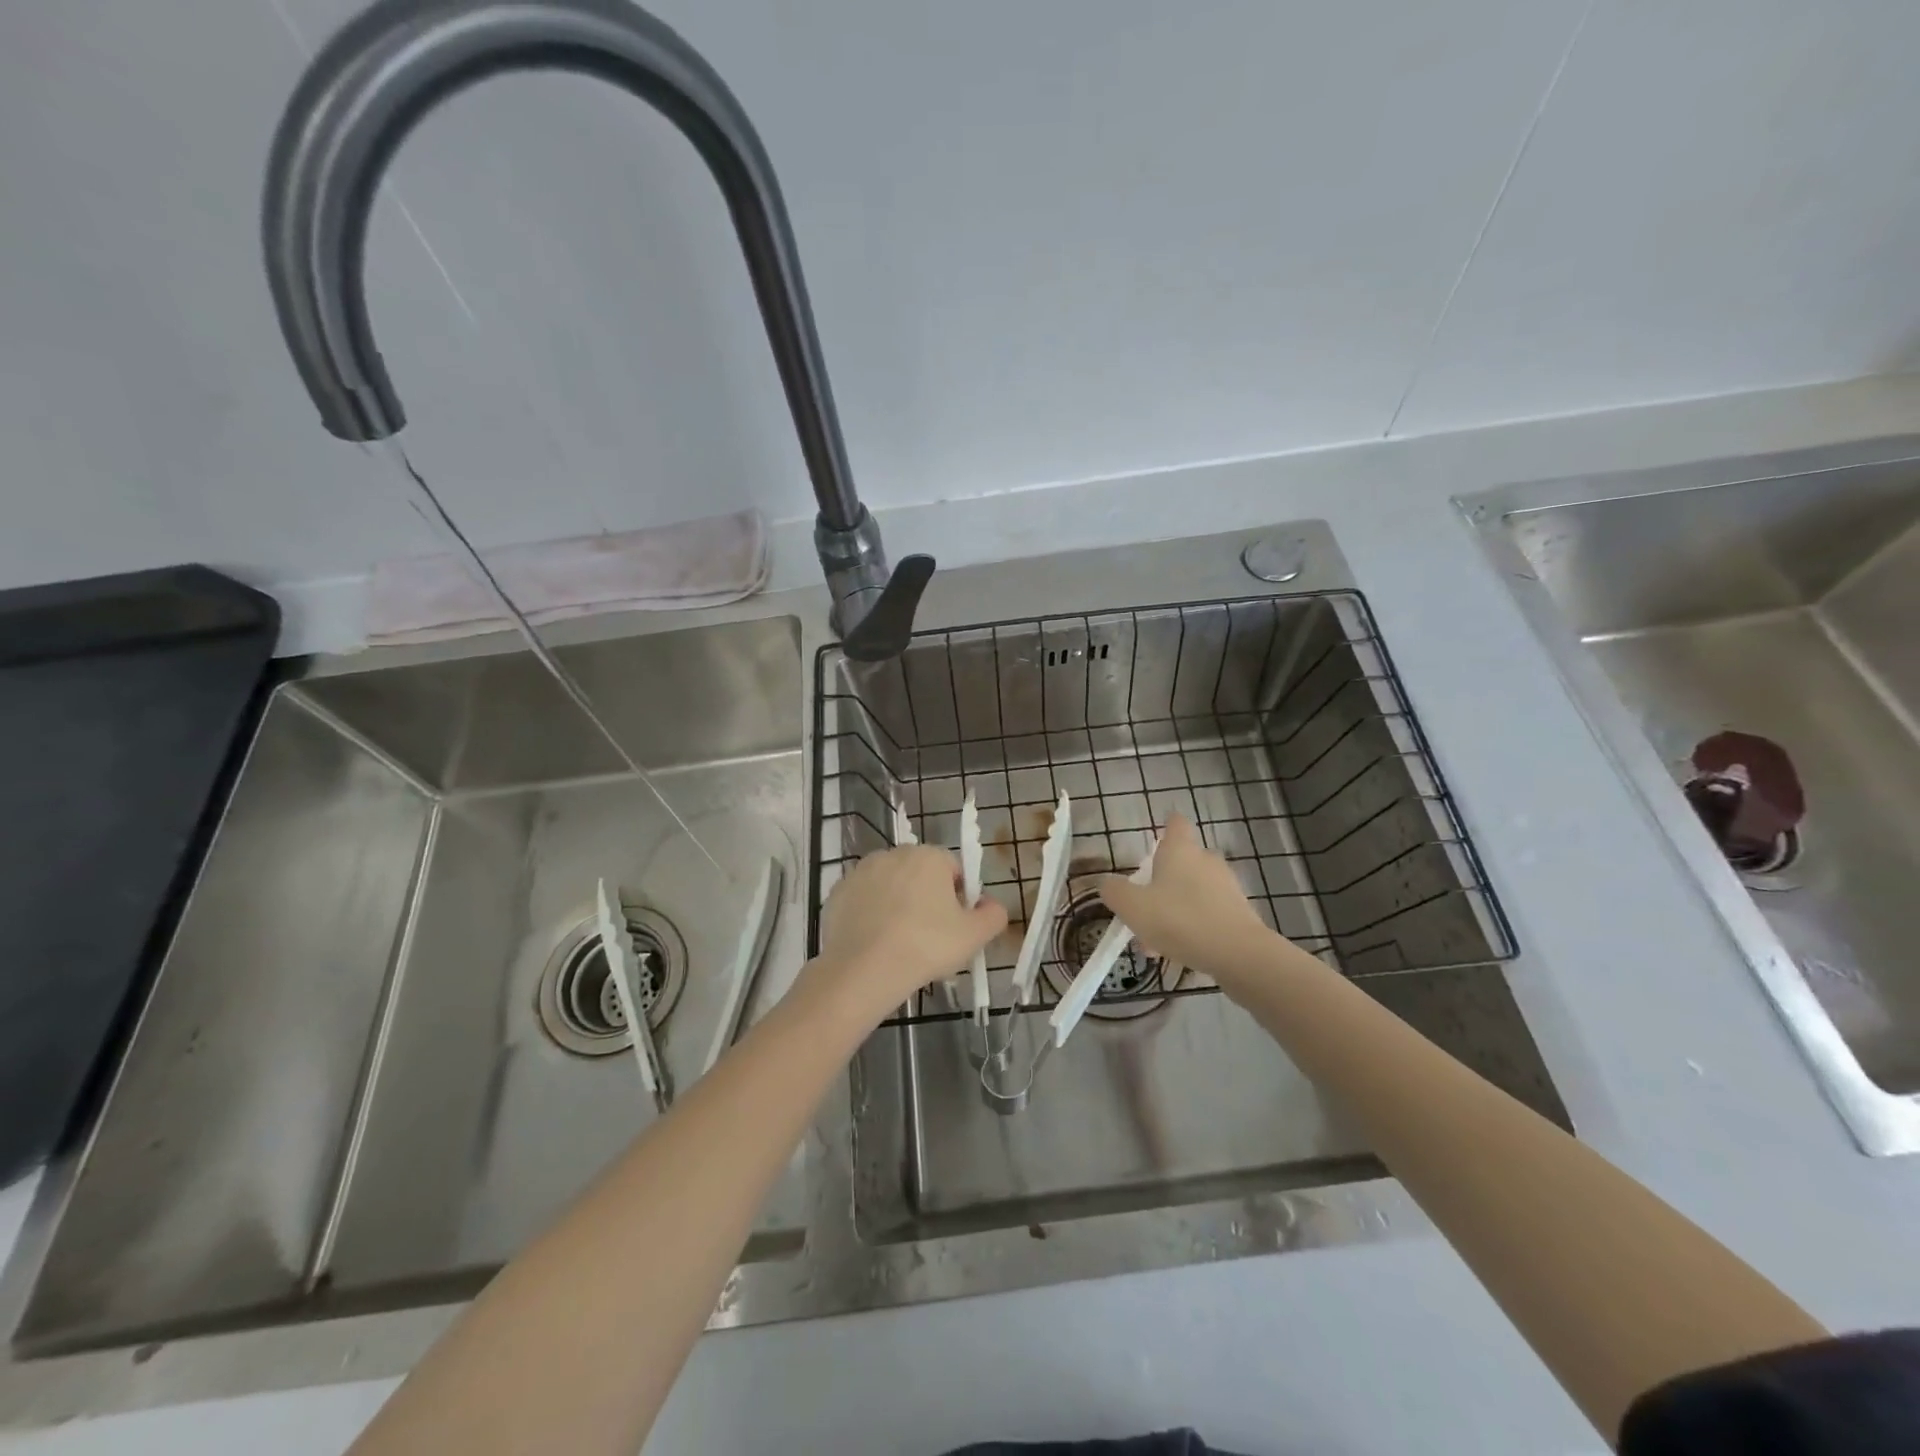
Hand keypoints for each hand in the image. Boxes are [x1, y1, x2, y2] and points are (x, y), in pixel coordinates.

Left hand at [815, 846, 1006, 1016]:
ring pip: (889, 886)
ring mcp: (861, 872)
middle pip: (919, 875)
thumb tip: (992, 905)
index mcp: (929, 856)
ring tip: (899, 943)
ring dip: (896, 904)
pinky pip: (863, 901)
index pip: (953, 870)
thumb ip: (993, 915)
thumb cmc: (926, 946)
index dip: (959, 898)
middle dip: (926, 898)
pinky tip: (874, 943)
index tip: (955, 926)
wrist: (863, 970)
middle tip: (930, 937)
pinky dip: (869, 916)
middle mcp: (893, 854)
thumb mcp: (974, 936)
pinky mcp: (837, 893)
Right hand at [1099, 815, 1272, 993]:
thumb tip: (1106, 883)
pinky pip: (1208, 912)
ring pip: (1193, 891)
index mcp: (1181, 850)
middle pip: (1182, 860)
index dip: (1164, 829)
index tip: (1152, 844)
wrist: (1239, 955)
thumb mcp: (1132, 907)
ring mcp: (1226, 886)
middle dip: (1162, 880)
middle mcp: (1206, 860)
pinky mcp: (1239, 913)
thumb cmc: (1180, 920)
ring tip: (1155, 940)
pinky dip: (1192, 925)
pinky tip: (1178, 950)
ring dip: (1174, 907)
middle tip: (1143, 904)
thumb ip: (1114, 891)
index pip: (1175, 824)